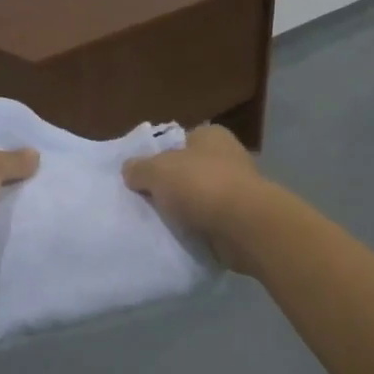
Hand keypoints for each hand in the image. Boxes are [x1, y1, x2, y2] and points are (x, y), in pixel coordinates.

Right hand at [122, 124, 272, 271]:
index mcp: (211, 136)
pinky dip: (198, 228)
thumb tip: (130, 170)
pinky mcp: (241, 218)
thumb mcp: (157, 171)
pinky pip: (210, 221)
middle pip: (189, 170)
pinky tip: (181, 237)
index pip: (180, 141)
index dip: (160, 156)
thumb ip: (139, 168)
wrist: (244, 226)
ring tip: (160, 222)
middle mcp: (228, 157)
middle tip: (145, 201)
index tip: (142, 175)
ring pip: (200, 197)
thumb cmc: (201, 185)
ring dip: (185, 210)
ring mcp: (238, 189)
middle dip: (171, 185)